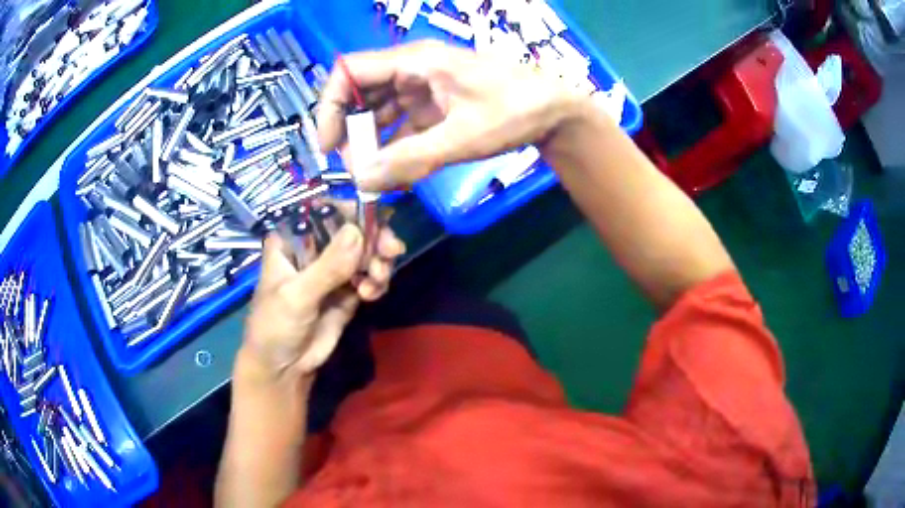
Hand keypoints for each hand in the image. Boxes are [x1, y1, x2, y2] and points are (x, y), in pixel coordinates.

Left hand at [242, 212, 404, 380]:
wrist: (285, 368)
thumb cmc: (275, 326)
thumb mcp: (296, 297)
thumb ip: (327, 267)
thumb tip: (358, 232)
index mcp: (291, 240)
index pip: (322, 209)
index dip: (350, 208)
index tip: (374, 219)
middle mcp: (313, 248)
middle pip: (351, 227)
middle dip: (374, 237)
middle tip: (391, 251)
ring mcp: (332, 268)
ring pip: (365, 250)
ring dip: (379, 261)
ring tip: (377, 281)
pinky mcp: (348, 289)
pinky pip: (370, 274)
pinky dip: (377, 281)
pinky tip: (371, 295)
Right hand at [317, 40, 587, 190]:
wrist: (555, 113)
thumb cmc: (515, 111)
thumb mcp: (463, 136)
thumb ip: (411, 158)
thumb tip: (362, 180)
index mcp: (415, 62)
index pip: (350, 72)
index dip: (330, 106)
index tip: (329, 144)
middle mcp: (412, 71)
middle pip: (360, 94)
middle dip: (350, 130)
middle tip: (351, 167)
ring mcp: (422, 90)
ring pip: (379, 114)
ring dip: (371, 145)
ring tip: (373, 178)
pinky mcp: (434, 109)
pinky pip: (401, 127)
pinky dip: (394, 150)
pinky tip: (395, 175)